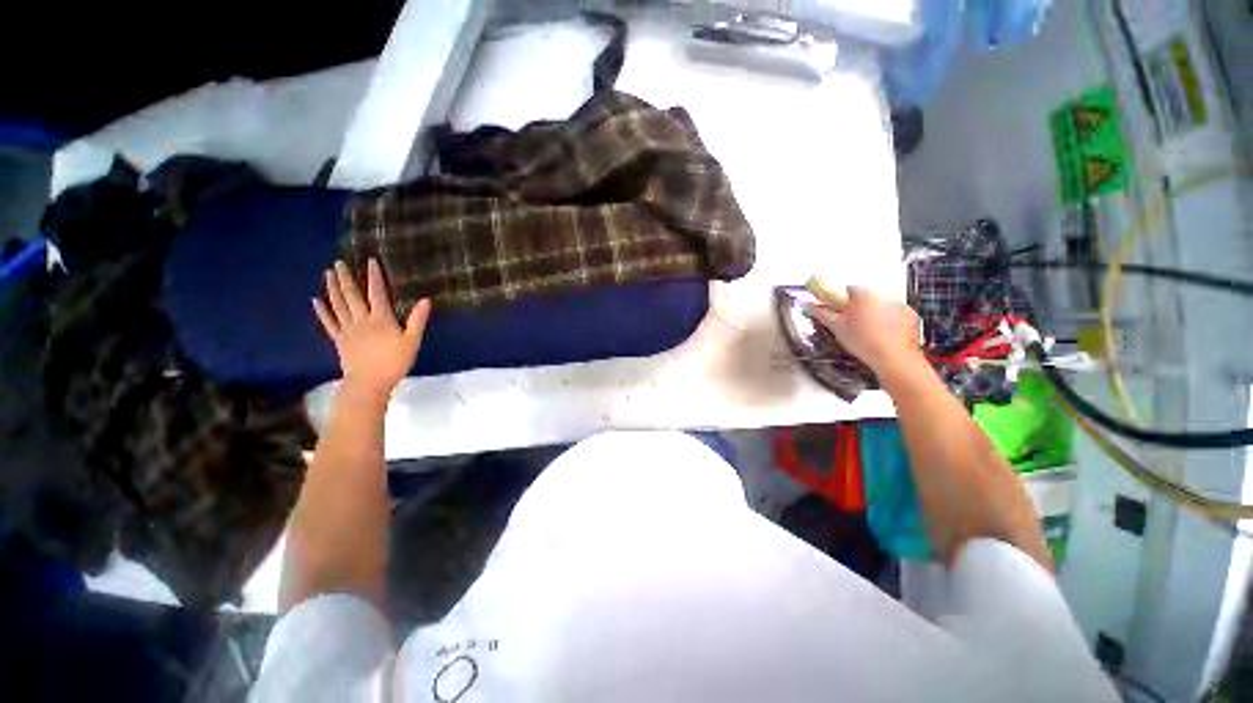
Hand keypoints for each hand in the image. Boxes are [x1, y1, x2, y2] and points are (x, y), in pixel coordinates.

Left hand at [313, 259, 430, 398]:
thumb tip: (426, 300)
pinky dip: (322, 311)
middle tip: (338, 262)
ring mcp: (347, 330)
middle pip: (352, 296)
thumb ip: (417, 320)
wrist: (369, 383)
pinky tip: (316, 301)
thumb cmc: (394, 362)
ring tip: (328, 274)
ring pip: (338, 305)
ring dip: (333, 289)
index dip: (374, 277)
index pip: (377, 293)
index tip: (370, 261)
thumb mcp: (412, 341)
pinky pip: (329, 323)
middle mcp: (361, 320)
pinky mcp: (339, 340)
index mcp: (381, 319)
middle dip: (346, 278)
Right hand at [807, 285, 921, 377]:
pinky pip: (894, 314)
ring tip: (867, 333)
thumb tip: (809, 306)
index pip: (849, 289)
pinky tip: (882, 335)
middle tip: (850, 325)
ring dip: (872, 314)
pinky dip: (888, 321)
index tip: (837, 310)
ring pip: (879, 306)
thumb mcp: (837, 328)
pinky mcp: (909, 317)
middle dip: (857, 308)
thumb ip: (822, 313)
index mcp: (863, 295)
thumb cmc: (864, 342)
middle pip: (865, 297)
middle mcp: (882, 296)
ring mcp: (899, 306)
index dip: (841, 300)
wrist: (894, 359)